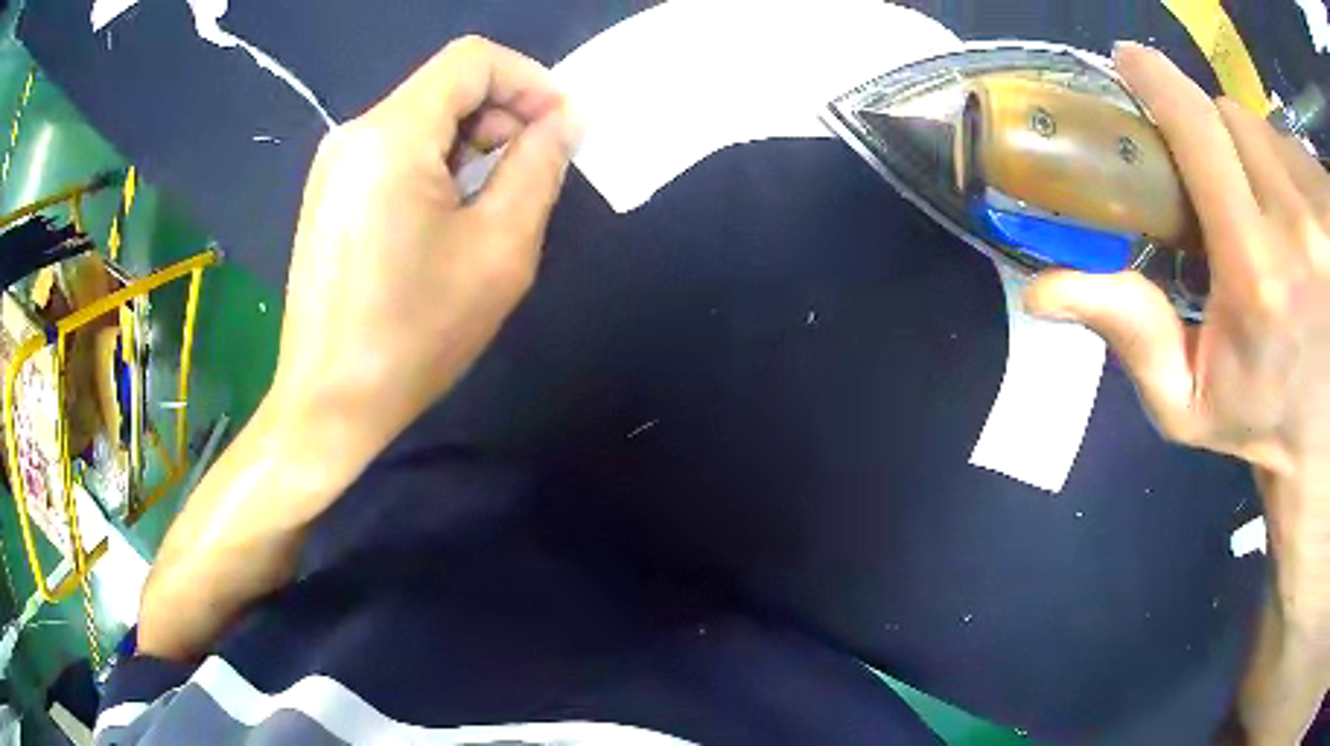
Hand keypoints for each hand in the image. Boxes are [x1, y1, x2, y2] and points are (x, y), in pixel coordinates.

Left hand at [270, 36, 579, 476]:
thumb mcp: (498, 249)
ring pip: (422, 118)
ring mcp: (335, 164)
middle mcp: (356, 133)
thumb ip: (538, 167)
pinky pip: (395, 151)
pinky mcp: (330, 194)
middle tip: (535, 172)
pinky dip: (437, 164)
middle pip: (447, 85)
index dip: (530, 81)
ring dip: (472, 143)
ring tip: (494, 202)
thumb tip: (563, 122)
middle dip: (504, 114)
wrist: (329, 404)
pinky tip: (449, 217)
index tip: (561, 129)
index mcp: (392, 135)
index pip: (474, 60)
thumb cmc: (414, 335)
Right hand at [1027, 45, 1329, 637]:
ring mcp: (1323, 213)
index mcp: (1260, 275)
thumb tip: (1042, 290)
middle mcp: (1301, 226)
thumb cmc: (1261, 416)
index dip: (1158, 82)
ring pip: (1270, 135)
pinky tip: (1304, 227)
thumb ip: (1131, 336)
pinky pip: (1298, 154)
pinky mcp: (1327, 206)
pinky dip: (1293, 175)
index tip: (1131, 64)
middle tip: (1227, 197)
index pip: (1198, 128)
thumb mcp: (1189, 399)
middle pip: (1235, 122)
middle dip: (1220, 142)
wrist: (1323, 436)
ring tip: (1272, 222)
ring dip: (1261, 162)